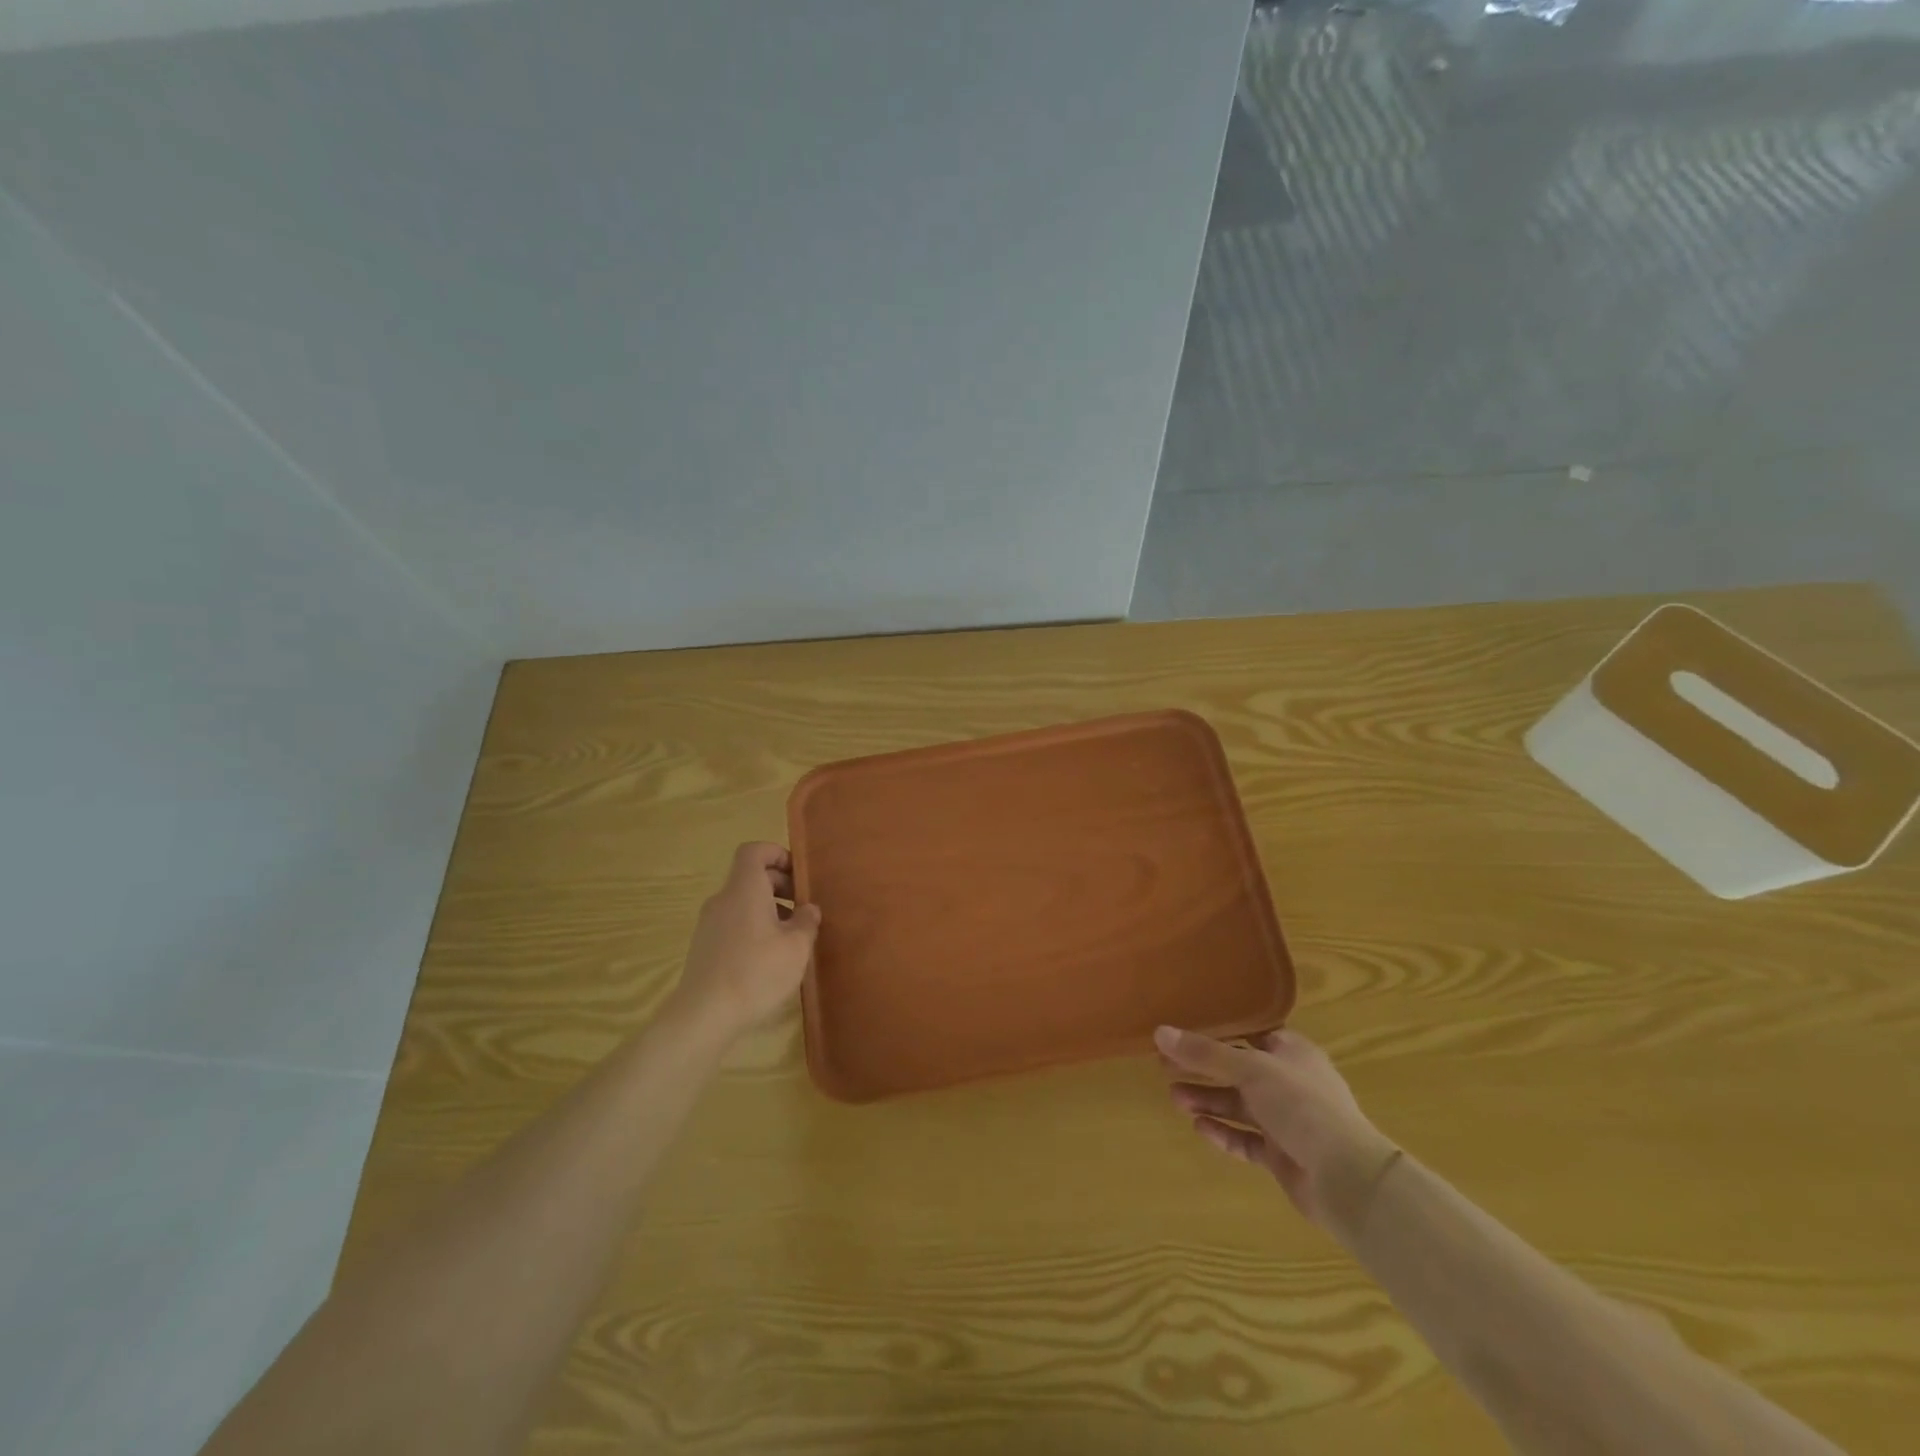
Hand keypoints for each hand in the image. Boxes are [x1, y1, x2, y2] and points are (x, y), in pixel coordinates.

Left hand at [671, 842, 821, 1040]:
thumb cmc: (756, 972)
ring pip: (743, 902)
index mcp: (744, 889)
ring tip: (790, 937)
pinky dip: (753, 928)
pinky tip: (769, 958)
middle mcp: (723, 900)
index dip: (777, 854)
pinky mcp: (704, 948)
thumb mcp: (796, 947)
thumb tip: (808, 909)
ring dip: (768, 909)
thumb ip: (806, 921)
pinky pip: (733, 923)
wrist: (704, 1016)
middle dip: (780, 886)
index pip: (754, 851)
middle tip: (803, 909)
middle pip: (750, 877)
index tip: (799, 876)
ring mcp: (709, 924)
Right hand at [1157, 1025, 1399, 1236]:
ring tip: (1174, 1098)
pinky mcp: (1282, 1154)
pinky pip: (1246, 1138)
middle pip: (1238, 1070)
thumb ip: (1204, 1053)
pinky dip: (1224, 1132)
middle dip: (1203, 1070)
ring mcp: (1287, 1120)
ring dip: (1208, 1100)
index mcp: (1292, 1052)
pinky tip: (1199, 1128)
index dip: (1216, 1032)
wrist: (1346, 1178)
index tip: (1182, 1033)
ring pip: (1239, 1105)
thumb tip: (1159, 1032)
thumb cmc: (1302, 1105)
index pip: (1249, 1034)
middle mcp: (1289, 1082)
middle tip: (1164, 1067)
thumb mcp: (1250, 1069)